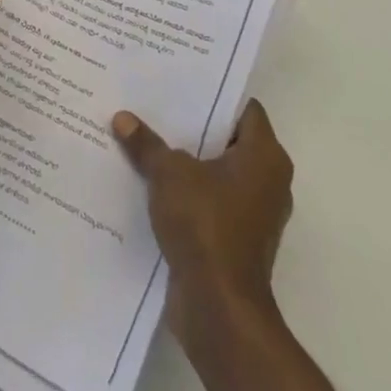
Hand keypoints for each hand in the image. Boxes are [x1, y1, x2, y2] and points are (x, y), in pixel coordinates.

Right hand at [112, 100, 292, 344]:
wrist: (219, 307)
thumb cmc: (205, 225)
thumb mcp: (169, 174)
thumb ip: (147, 144)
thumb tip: (123, 119)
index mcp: (264, 157)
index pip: (245, 109)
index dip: (214, 94)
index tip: (180, 83)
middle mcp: (268, 181)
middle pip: (228, 140)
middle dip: (193, 126)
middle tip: (154, 105)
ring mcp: (253, 214)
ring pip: (216, 173)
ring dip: (187, 162)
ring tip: (146, 139)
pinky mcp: (235, 240)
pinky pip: (209, 202)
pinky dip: (186, 193)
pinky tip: (149, 183)